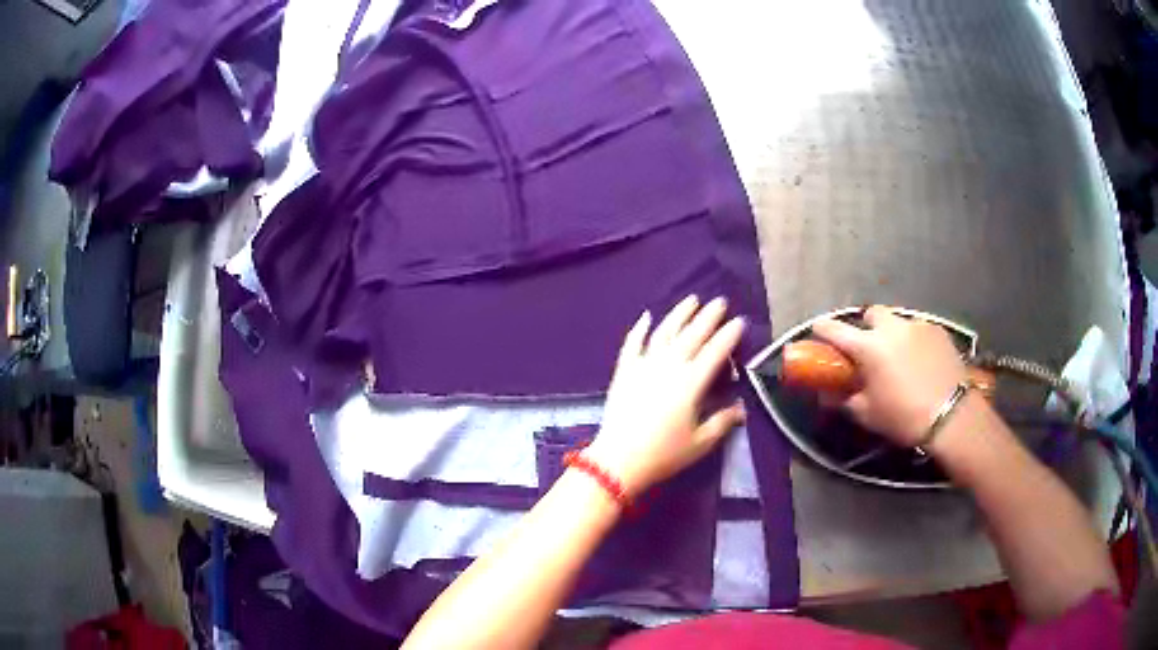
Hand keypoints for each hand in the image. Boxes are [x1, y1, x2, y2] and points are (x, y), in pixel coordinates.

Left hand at [585, 296, 745, 495]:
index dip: (728, 336)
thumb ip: (723, 422)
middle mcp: (668, 367)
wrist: (618, 460)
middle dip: (708, 317)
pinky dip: (639, 329)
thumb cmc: (663, 454)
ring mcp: (643, 366)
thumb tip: (742, 408)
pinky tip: (646, 316)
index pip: (715, 352)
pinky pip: (632, 344)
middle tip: (720, 302)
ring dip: (679, 314)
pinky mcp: (624, 371)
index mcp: (690, 384)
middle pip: (692, 335)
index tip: (739, 322)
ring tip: (691, 299)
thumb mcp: (700, 443)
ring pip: (664, 332)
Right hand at [811, 305, 968, 446]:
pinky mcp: (938, 330)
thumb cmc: (904, 417)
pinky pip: (919, 329)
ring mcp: (917, 326)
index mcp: (869, 347)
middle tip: (869, 347)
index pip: (836, 330)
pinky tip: (921, 359)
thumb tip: (827, 395)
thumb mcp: (868, 414)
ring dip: (892, 333)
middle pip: (872, 314)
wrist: (951, 416)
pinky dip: (914, 340)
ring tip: (899, 355)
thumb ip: (845, 400)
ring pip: (898, 320)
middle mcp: (891, 328)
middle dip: (867, 326)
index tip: (817, 329)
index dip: (823, 328)